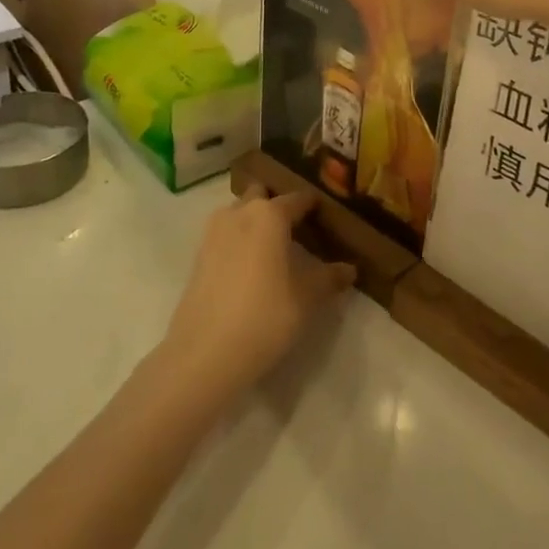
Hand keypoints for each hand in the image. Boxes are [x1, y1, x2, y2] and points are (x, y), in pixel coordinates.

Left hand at [159, 187, 356, 399]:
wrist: (205, 352)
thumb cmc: (265, 316)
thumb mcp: (307, 298)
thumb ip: (329, 278)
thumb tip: (349, 269)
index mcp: (270, 214)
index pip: (298, 198)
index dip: (314, 205)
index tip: (327, 215)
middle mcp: (240, 213)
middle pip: (262, 196)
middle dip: (277, 206)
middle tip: (297, 229)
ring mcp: (214, 232)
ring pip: (239, 213)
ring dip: (254, 222)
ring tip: (273, 248)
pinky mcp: (198, 255)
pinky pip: (225, 234)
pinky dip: (239, 240)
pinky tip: (250, 266)